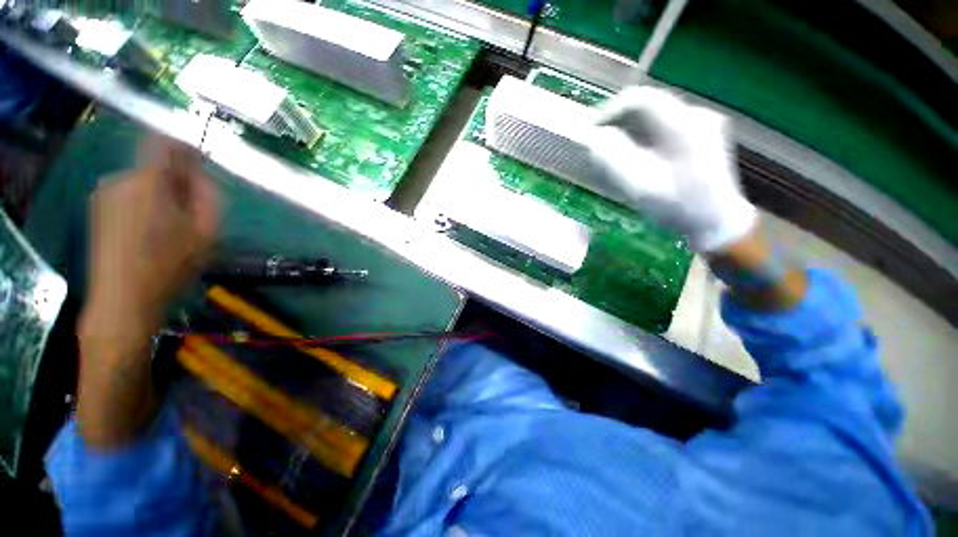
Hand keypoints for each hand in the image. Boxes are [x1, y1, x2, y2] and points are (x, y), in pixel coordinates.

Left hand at [84, 136, 217, 329]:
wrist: (122, 299)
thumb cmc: (169, 265)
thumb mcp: (205, 232)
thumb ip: (207, 197)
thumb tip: (200, 176)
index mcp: (148, 181)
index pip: (164, 144)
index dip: (185, 147)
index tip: (201, 160)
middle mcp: (120, 179)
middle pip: (154, 165)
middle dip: (177, 179)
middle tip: (194, 206)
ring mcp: (104, 194)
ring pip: (142, 181)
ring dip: (161, 193)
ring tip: (174, 224)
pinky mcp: (97, 210)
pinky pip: (129, 194)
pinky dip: (145, 203)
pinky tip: (153, 231)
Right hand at [589, 86, 756, 251]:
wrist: (717, 221)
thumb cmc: (677, 207)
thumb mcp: (639, 186)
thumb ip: (613, 159)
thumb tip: (596, 138)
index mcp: (682, 126)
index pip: (641, 100)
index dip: (611, 111)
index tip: (592, 129)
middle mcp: (696, 116)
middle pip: (649, 105)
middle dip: (620, 120)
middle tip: (599, 140)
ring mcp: (703, 123)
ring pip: (657, 115)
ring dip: (631, 128)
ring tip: (613, 148)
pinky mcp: (703, 133)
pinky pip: (666, 124)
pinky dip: (645, 134)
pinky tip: (637, 153)